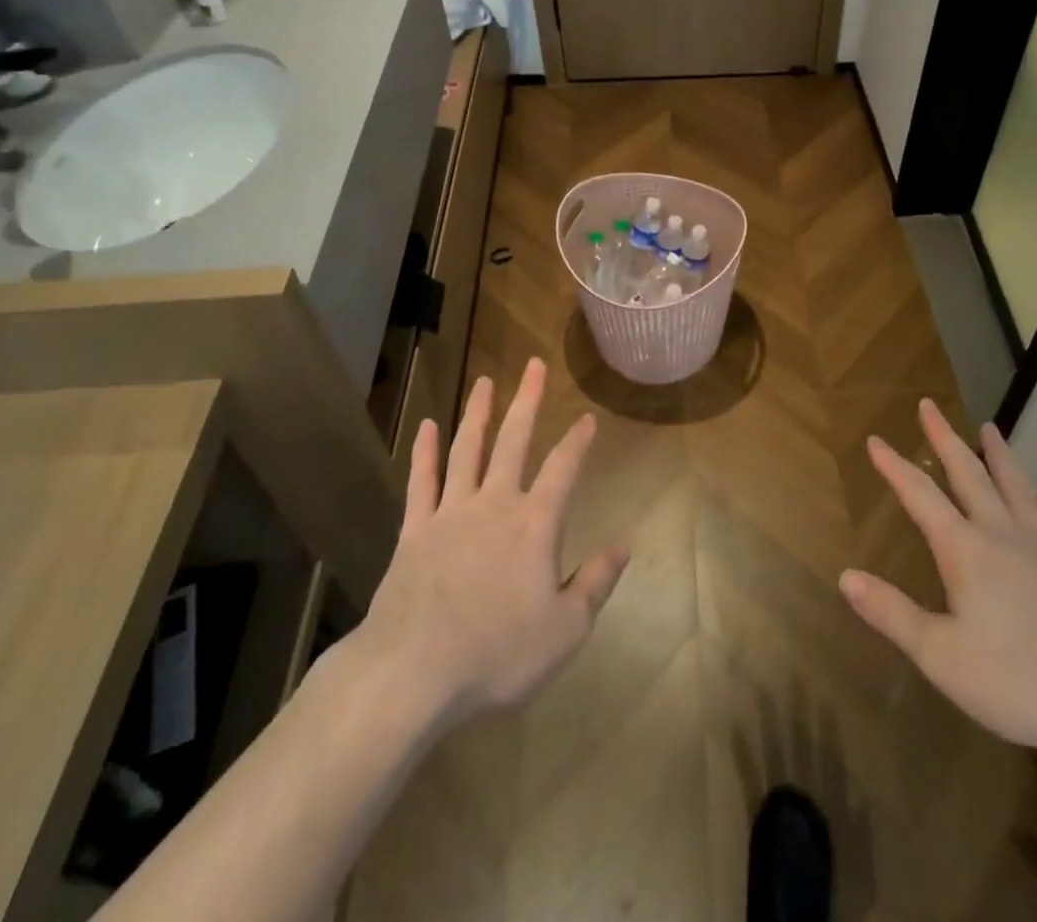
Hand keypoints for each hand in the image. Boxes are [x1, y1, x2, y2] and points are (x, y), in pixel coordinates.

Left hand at [333, 358, 628, 729]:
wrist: (413, 671)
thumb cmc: (497, 653)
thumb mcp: (565, 630)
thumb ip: (595, 584)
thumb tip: (623, 545)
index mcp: (535, 524)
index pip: (563, 469)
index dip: (578, 442)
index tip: (587, 418)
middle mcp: (495, 504)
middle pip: (514, 441)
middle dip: (527, 401)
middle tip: (534, 364)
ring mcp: (450, 513)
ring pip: (467, 450)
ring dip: (477, 413)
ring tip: (485, 381)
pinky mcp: (414, 531)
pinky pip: (421, 482)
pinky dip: (424, 453)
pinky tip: (425, 427)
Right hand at [839, 401, 1036, 759]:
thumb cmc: (1024, 680)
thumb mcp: (944, 657)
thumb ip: (893, 614)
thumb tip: (845, 576)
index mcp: (966, 550)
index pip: (920, 496)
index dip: (894, 466)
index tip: (875, 438)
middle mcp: (1003, 534)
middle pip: (968, 473)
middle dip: (943, 438)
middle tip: (929, 405)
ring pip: (1016, 485)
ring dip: (997, 454)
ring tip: (989, 427)